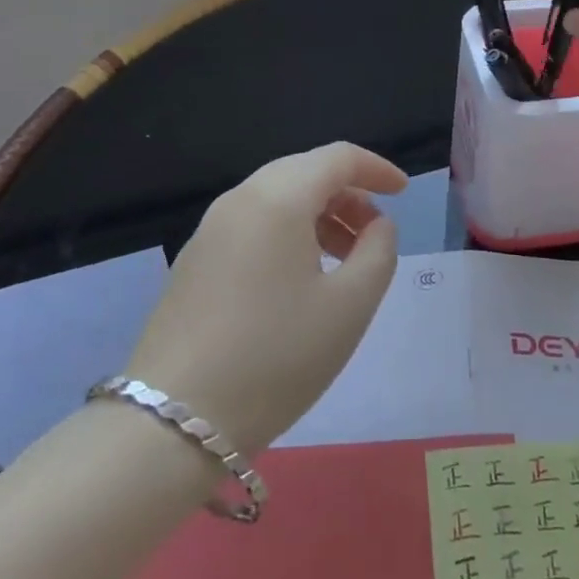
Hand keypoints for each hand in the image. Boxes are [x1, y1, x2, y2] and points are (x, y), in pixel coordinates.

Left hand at [124, 143, 407, 456]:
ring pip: (276, 199)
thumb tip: (377, 226)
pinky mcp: (193, 262)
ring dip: (318, 215)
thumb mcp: (350, 306)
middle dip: (348, 194)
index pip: (337, 157)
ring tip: (344, 260)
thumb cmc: (277, 357)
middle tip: (376, 233)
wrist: (174, 421)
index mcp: (278, 198)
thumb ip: (378, 252)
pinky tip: (299, 280)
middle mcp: (239, 200)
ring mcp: (209, 230)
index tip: (403, 193)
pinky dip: (287, 233)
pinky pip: (252, 225)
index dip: (377, 168)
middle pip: (304, 172)